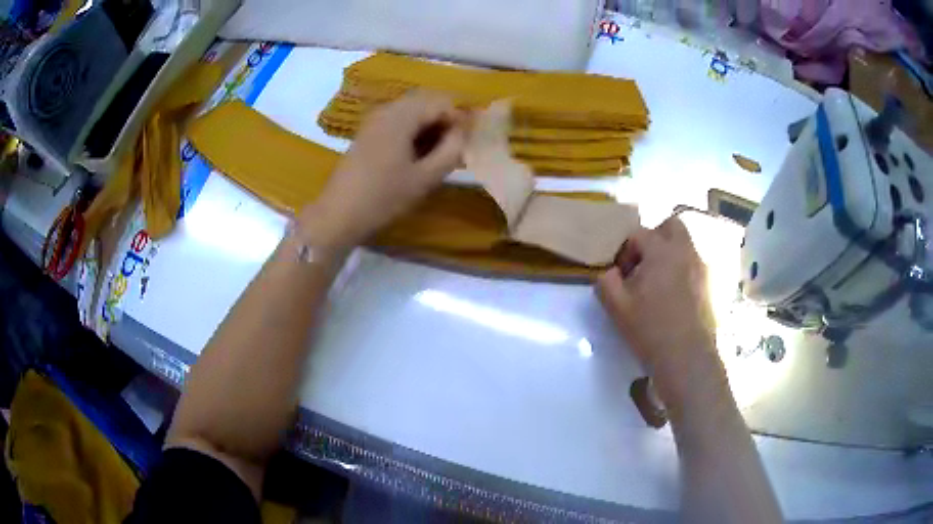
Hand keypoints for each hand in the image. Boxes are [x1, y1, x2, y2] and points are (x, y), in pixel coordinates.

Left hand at [300, 91, 468, 248]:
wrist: (338, 215)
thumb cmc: (383, 197)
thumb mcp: (425, 177)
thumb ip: (451, 151)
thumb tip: (464, 133)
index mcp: (401, 115)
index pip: (442, 102)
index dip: (460, 119)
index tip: (469, 144)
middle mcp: (387, 109)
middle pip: (426, 103)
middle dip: (446, 121)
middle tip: (456, 149)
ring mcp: (375, 121)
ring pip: (413, 112)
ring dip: (431, 127)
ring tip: (439, 156)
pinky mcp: (368, 133)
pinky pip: (399, 122)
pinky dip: (414, 133)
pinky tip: (418, 156)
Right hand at [596, 217, 725, 410]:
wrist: (687, 357)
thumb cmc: (650, 329)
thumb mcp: (616, 307)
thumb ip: (606, 282)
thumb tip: (610, 272)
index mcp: (661, 250)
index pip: (638, 234)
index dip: (625, 251)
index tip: (621, 275)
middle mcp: (685, 251)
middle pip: (671, 225)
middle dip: (655, 237)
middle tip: (644, 263)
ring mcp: (702, 267)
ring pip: (686, 244)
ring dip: (670, 253)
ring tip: (659, 283)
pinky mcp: (711, 284)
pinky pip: (695, 265)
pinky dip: (683, 270)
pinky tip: (675, 297)